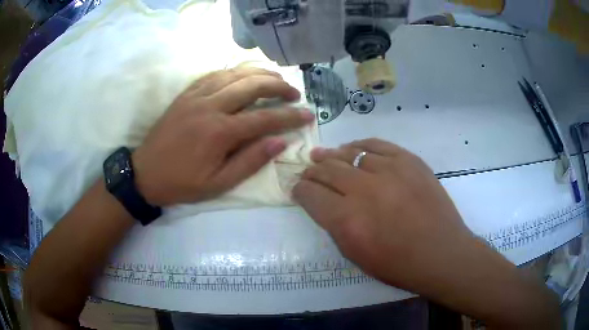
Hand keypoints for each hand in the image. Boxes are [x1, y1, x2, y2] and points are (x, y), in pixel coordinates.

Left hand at [133, 68, 314, 205]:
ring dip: (259, 73)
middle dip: (278, 86)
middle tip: (294, 92)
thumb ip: (250, 161)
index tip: (308, 114)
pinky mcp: (186, 94)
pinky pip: (214, 74)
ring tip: (276, 78)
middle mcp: (210, 106)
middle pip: (252, 85)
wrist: (145, 173)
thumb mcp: (218, 184)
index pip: (264, 118)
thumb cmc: (182, 183)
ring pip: (234, 73)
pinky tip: (244, 74)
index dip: (290, 116)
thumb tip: (280, 142)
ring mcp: (196, 96)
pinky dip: (234, 71)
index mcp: (219, 132)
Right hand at [293, 139, 561, 328]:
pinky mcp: (409, 161)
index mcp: (347, 220)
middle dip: (312, 170)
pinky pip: (377, 145)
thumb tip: (324, 203)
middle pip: (327, 170)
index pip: (310, 195)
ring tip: (324, 155)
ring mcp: (389, 171)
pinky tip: (353, 148)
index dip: (300, 189)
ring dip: (332, 156)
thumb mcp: (356, 255)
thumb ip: (335, 225)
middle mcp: (364, 190)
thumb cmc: (398, 264)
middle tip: (308, 170)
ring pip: (350, 154)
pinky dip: (360, 145)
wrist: (442, 253)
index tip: (297, 187)